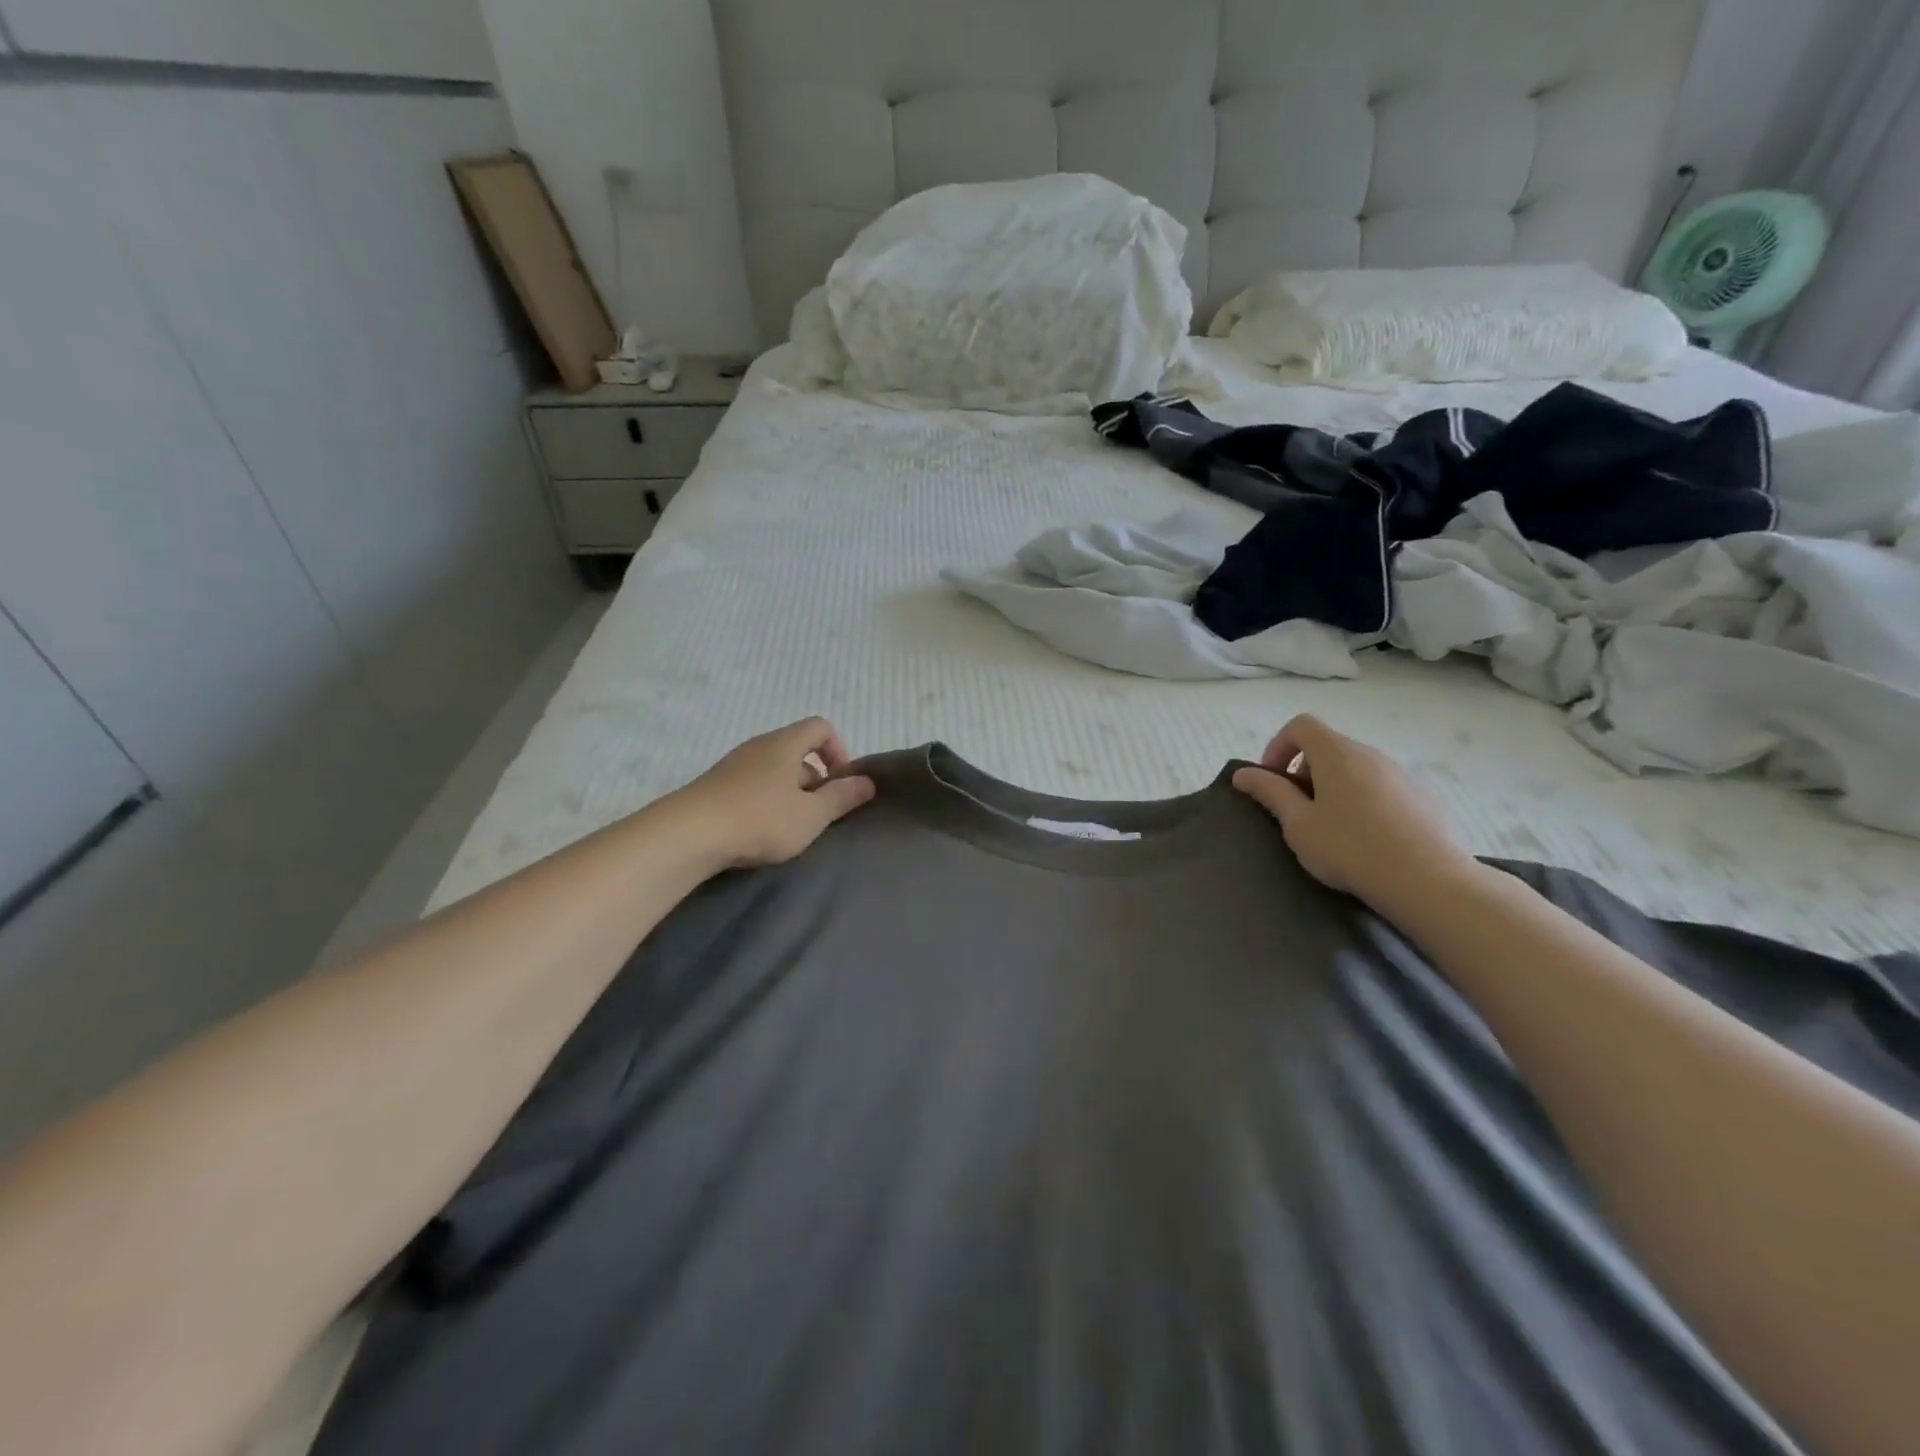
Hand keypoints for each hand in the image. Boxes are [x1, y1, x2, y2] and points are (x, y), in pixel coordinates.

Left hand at [669, 718, 876, 869]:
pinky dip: (765, 802)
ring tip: (789, 828)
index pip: (821, 727)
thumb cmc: (760, 819)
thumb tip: (867, 781)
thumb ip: (842, 797)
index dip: (839, 751)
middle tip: (817, 815)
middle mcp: (758, 746)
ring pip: (774, 771)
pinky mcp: (714, 786)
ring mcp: (733, 765)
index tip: (841, 784)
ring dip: (790, 795)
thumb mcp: (811, 815)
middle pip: (798, 751)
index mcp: (785, 743)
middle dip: (815, 780)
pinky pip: (751, 786)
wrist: (687, 835)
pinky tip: (760, 832)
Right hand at [1232, 714, 1476, 914]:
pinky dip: (1363, 801)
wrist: (1428, 881)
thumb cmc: (1350, 848)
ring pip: (1356, 768)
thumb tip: (1243, 774)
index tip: (1273, 781)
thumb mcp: (1298, 824)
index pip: (1301, 725)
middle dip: (1304, 771)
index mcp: (1337, 754)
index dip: (1278, 747)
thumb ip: (1270, 793)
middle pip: (1328, 747)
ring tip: (1331, 828)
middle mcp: (1370, 755)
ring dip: (1334, 787)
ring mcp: (1400, 774)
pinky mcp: (1422, 797)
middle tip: (1297, 811)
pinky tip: (1367, 839)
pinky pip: (1381, 787)